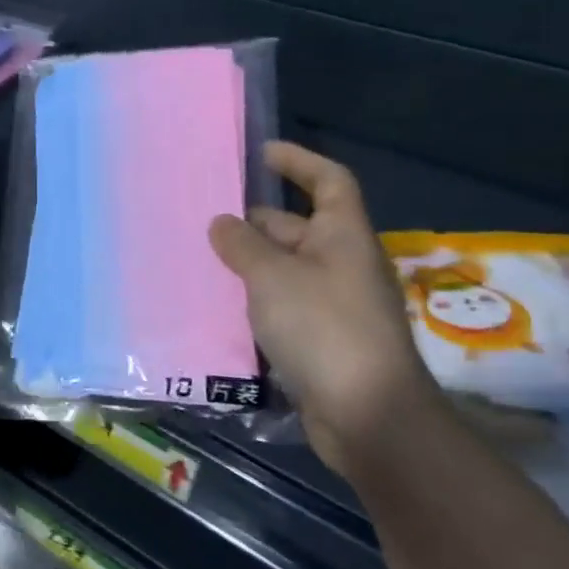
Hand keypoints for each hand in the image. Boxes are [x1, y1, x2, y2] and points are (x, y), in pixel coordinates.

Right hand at [209, 142, 445, 476]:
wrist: (368, 415)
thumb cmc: (323, 327)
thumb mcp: (272, 276)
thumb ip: (242, 245)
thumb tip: (223, 223)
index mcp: (342, 237)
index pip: (329, 182)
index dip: (299, 161)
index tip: (261, 153)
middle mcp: (342, 264)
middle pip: (298, 227)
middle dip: (254, 220)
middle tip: (204, 217)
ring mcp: (334, 304)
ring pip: (285, 268)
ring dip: (248, 262)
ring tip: (200, 258)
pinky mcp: (321, 339)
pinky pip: (282, 304)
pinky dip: (254, 298)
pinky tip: (218, 304)